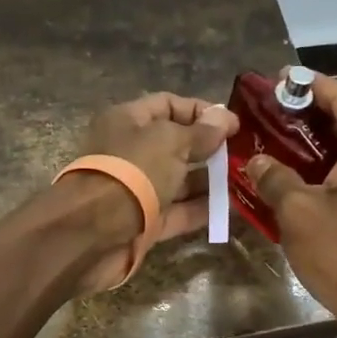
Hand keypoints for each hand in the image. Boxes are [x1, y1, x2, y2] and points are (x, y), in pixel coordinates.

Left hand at [64, 92, 237, 292]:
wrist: (91, 233)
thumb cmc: (131, 172)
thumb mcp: (170, 142)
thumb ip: (200, 132)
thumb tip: (225, 117)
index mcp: (127, 121)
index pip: (168, 105)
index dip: (201, 111)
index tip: (235, 125)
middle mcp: (130, 152)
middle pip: (175, 144)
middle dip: (209, 148)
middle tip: (245, 155)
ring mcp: (136, 189)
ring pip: (178, 180)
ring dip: (209, 180)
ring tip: (245, 181)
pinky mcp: (143, 222)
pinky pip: (177, 211)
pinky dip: (201, 209)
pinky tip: (231, 208)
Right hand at [244, 71, 336, 337]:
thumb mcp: (298, 211)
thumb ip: (274, 177)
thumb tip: (256, 160)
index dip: (311, 85)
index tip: (280, 79)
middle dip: (311, 113)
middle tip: (272, 111)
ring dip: (316, 142)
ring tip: (277, 139)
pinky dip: (326, 167)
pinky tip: (294, 176)